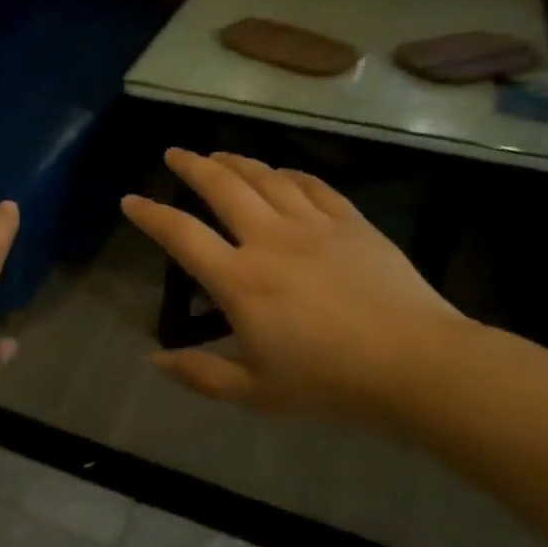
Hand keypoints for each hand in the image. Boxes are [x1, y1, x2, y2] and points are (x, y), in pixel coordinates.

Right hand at [122, 150, 468, 420]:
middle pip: (222, 188)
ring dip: (236, 161)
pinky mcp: (351, 223)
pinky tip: (281, 173)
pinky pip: (313, 186)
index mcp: (239, 280)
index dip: (151, 215)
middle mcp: (269, 240)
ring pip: (265, 178)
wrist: (417, 365)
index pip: (181, 235)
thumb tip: (153, 360)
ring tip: (218, 154)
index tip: (130, 200)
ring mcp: (313, 226)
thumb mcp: (255, 393)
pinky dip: (289, 174)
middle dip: (192, 166)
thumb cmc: (330, 383)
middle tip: (175, 153)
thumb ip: (200, 375)